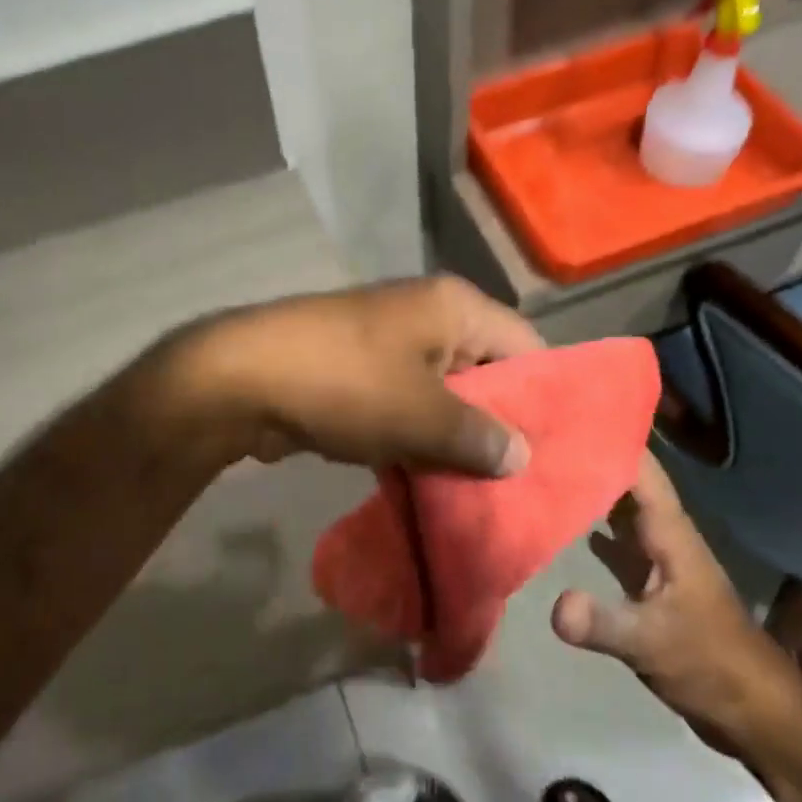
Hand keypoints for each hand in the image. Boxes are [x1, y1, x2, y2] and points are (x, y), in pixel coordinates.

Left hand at [183, 276, 543, 475]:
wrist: (242, 379)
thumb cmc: (347, 385)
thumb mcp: (424, 416)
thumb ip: (480, 437)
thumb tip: (521, 456)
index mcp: (454, 308)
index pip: (526, 345)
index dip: (546, 396)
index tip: (559, 449)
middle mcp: (426, 316)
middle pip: (485, 371)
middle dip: (499, 425)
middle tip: (522, 482)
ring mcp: (388, 344)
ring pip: (443, 395)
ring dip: (456, 440)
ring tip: (483, 493)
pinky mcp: (359, 373)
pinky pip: (406, 407)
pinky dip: (418, 440)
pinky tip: (433, 484)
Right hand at [551, 452, 801, 752]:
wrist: (755, 713)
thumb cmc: (712, 665)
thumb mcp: (653, 643)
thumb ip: (603, 623)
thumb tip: (554, 606)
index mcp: (670, 534)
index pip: (640, 471)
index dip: (610, 439)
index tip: (567, 415)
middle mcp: (663, 536)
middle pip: (626, 483)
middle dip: (591, 457)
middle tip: (541, 434)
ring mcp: (657, 559)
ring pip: (620, 510)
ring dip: (590, 488)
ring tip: (546, 465)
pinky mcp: (649, 585)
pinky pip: (615, 541)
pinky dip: (591, 526)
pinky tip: (562, 520)